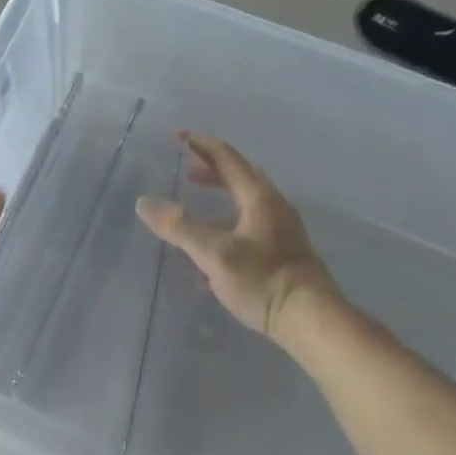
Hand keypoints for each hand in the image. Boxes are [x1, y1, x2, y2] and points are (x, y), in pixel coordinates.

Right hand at [135, 133, 338, 342]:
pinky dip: (227, 221)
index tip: (176, 135)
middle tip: (184, 167)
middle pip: (239, 175)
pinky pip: (249, 222)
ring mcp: (281, 227)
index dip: (200, 144)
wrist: (311, 319)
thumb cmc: (263, 281)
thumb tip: (144, 203)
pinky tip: (211, 248)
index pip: (226, 157)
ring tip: (194, 202)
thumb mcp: (214, 254)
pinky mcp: (283, 249)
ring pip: (245, 200)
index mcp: (258, 197)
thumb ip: (179, 228)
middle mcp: (273, 204)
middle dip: (210, 168)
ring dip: (219, 196)